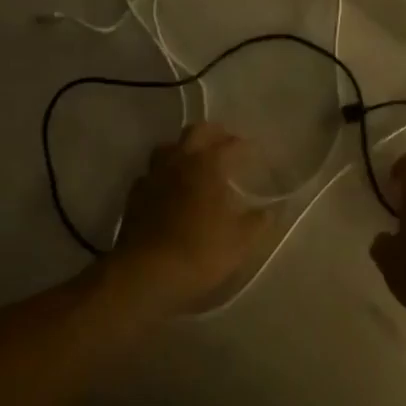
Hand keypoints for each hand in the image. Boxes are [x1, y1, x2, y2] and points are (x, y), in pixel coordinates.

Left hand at [107, 124, 268, 315]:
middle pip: (195, 131)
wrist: (147, 274)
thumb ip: (258, 222)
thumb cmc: (200, 252)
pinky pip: (151, 174)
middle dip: (213, 133)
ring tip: (194, 163)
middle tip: (225, 144)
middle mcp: (179, 161)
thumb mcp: (240, 241)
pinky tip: (168, 189)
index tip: (254, 153)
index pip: (230, 144)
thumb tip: (270, 211)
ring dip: (183, 149)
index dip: (244, 146)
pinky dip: (163, 175)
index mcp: (207, 165)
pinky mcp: (135, 195)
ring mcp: (153, 175)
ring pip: (168, 147)